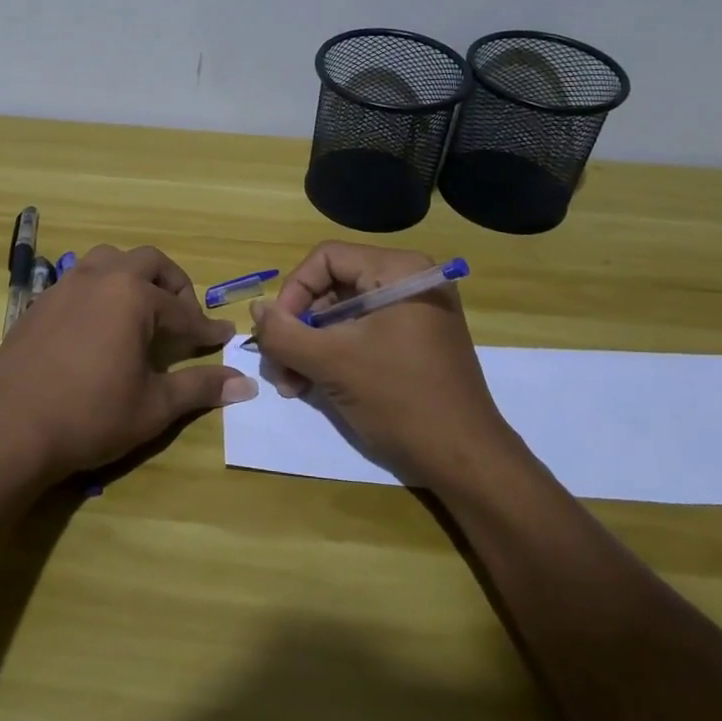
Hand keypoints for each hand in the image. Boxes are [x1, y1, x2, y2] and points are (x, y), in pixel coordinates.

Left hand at [0, 245, 257, 481]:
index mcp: (132, 296)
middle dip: (173, 285)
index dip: (205, 328)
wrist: (9, 427)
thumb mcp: (153, 406)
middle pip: (147, 262)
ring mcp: (64, 287)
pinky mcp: (39, 304)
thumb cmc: (90, 415)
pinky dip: (100, 291)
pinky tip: (99, 326)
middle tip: (183, 317)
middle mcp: (100, 278)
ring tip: (140, 310)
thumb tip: (245, 384)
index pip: (182, 310)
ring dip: (132, 277)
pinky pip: (78, 281)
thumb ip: (199, 388)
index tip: (223, 338)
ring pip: (107, 261)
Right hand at [249, 241, 513, 483]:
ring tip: (292, 386)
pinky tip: (312, 387)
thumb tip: (255, 309)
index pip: (326, 258)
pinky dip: (334, 356)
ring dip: (309, 347)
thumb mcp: (331, 362)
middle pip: (332, 287)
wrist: (466, 461)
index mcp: (399, 271)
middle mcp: (409, 282)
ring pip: (342, 315)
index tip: (276, 332)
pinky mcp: (414, 342)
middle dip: (299, 328)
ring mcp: (414, 314)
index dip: (293, 291)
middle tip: (279, 367)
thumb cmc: (399, 400)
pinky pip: (361, 335)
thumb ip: (284, 332)